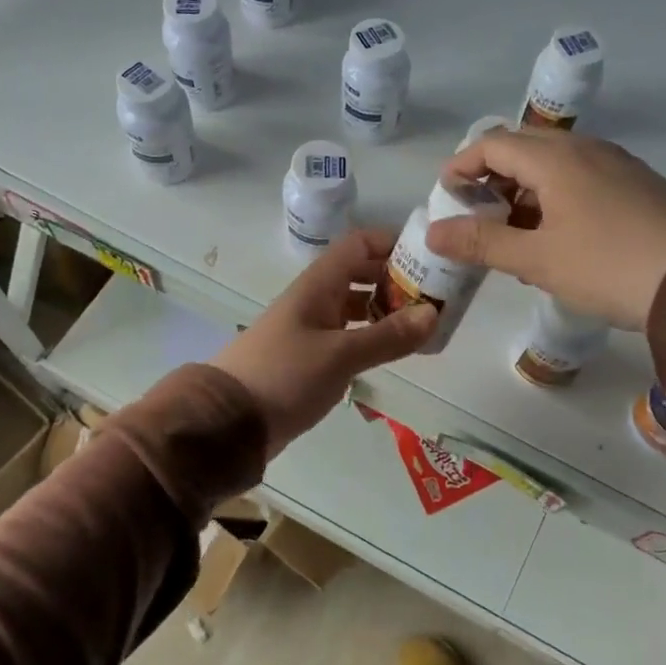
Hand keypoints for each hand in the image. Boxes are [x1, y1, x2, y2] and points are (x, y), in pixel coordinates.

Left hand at [211, 229, 436, 455]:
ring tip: (422, 325)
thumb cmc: (284, 376)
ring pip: (355, 307)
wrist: (229, 421)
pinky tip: (392, 351)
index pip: (358, 245)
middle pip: (360, 274)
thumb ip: (387, 335)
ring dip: (386, 310)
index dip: (392, 243)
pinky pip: (348, 336)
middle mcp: (315, 300)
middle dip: (396, 280)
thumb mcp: (340, 355)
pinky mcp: (309, 358)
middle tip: (435, 296)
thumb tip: (433, 313)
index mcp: (318, 286)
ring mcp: (310, 329)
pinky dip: (371, 337)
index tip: (429, 257)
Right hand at [430, 129, 665, 330]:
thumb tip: (433, 233)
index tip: (446, 193)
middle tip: (476, 213)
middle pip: (524, 148)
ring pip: (556, 164)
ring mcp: (617, 164)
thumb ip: (481, 242)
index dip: (462, 164)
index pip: (493, 144)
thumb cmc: (605, 267)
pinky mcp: (637, 185)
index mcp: (556, 159)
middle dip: (493, 176)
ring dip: (525, 190)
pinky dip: (556, 197)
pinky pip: (583, 178)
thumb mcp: (535, 259)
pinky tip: (558, 237)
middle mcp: (586, 149)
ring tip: (513, 233)